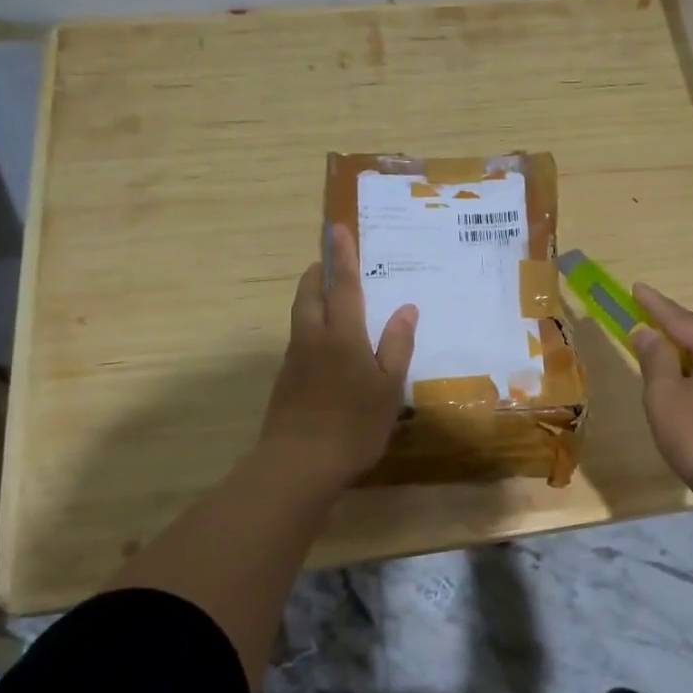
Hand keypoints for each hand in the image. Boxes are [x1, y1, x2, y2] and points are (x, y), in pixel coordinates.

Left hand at [259, 225, 417, 492]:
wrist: (297, 465)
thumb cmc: (353, 425)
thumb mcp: (388, 387)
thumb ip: (397, 345)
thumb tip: (407, 308)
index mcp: (343, 335)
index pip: (343, 284)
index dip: (342, 255)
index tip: (337, 228)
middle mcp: (313, 338)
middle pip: (310, 293)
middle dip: (320, 272)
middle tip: (332, 261)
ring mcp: (294, 359)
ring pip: (301, 315)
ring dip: (313, 297)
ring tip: (332, 297)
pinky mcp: (285, 380)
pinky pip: (299, 338)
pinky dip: (311, 326)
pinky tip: (327, 347)